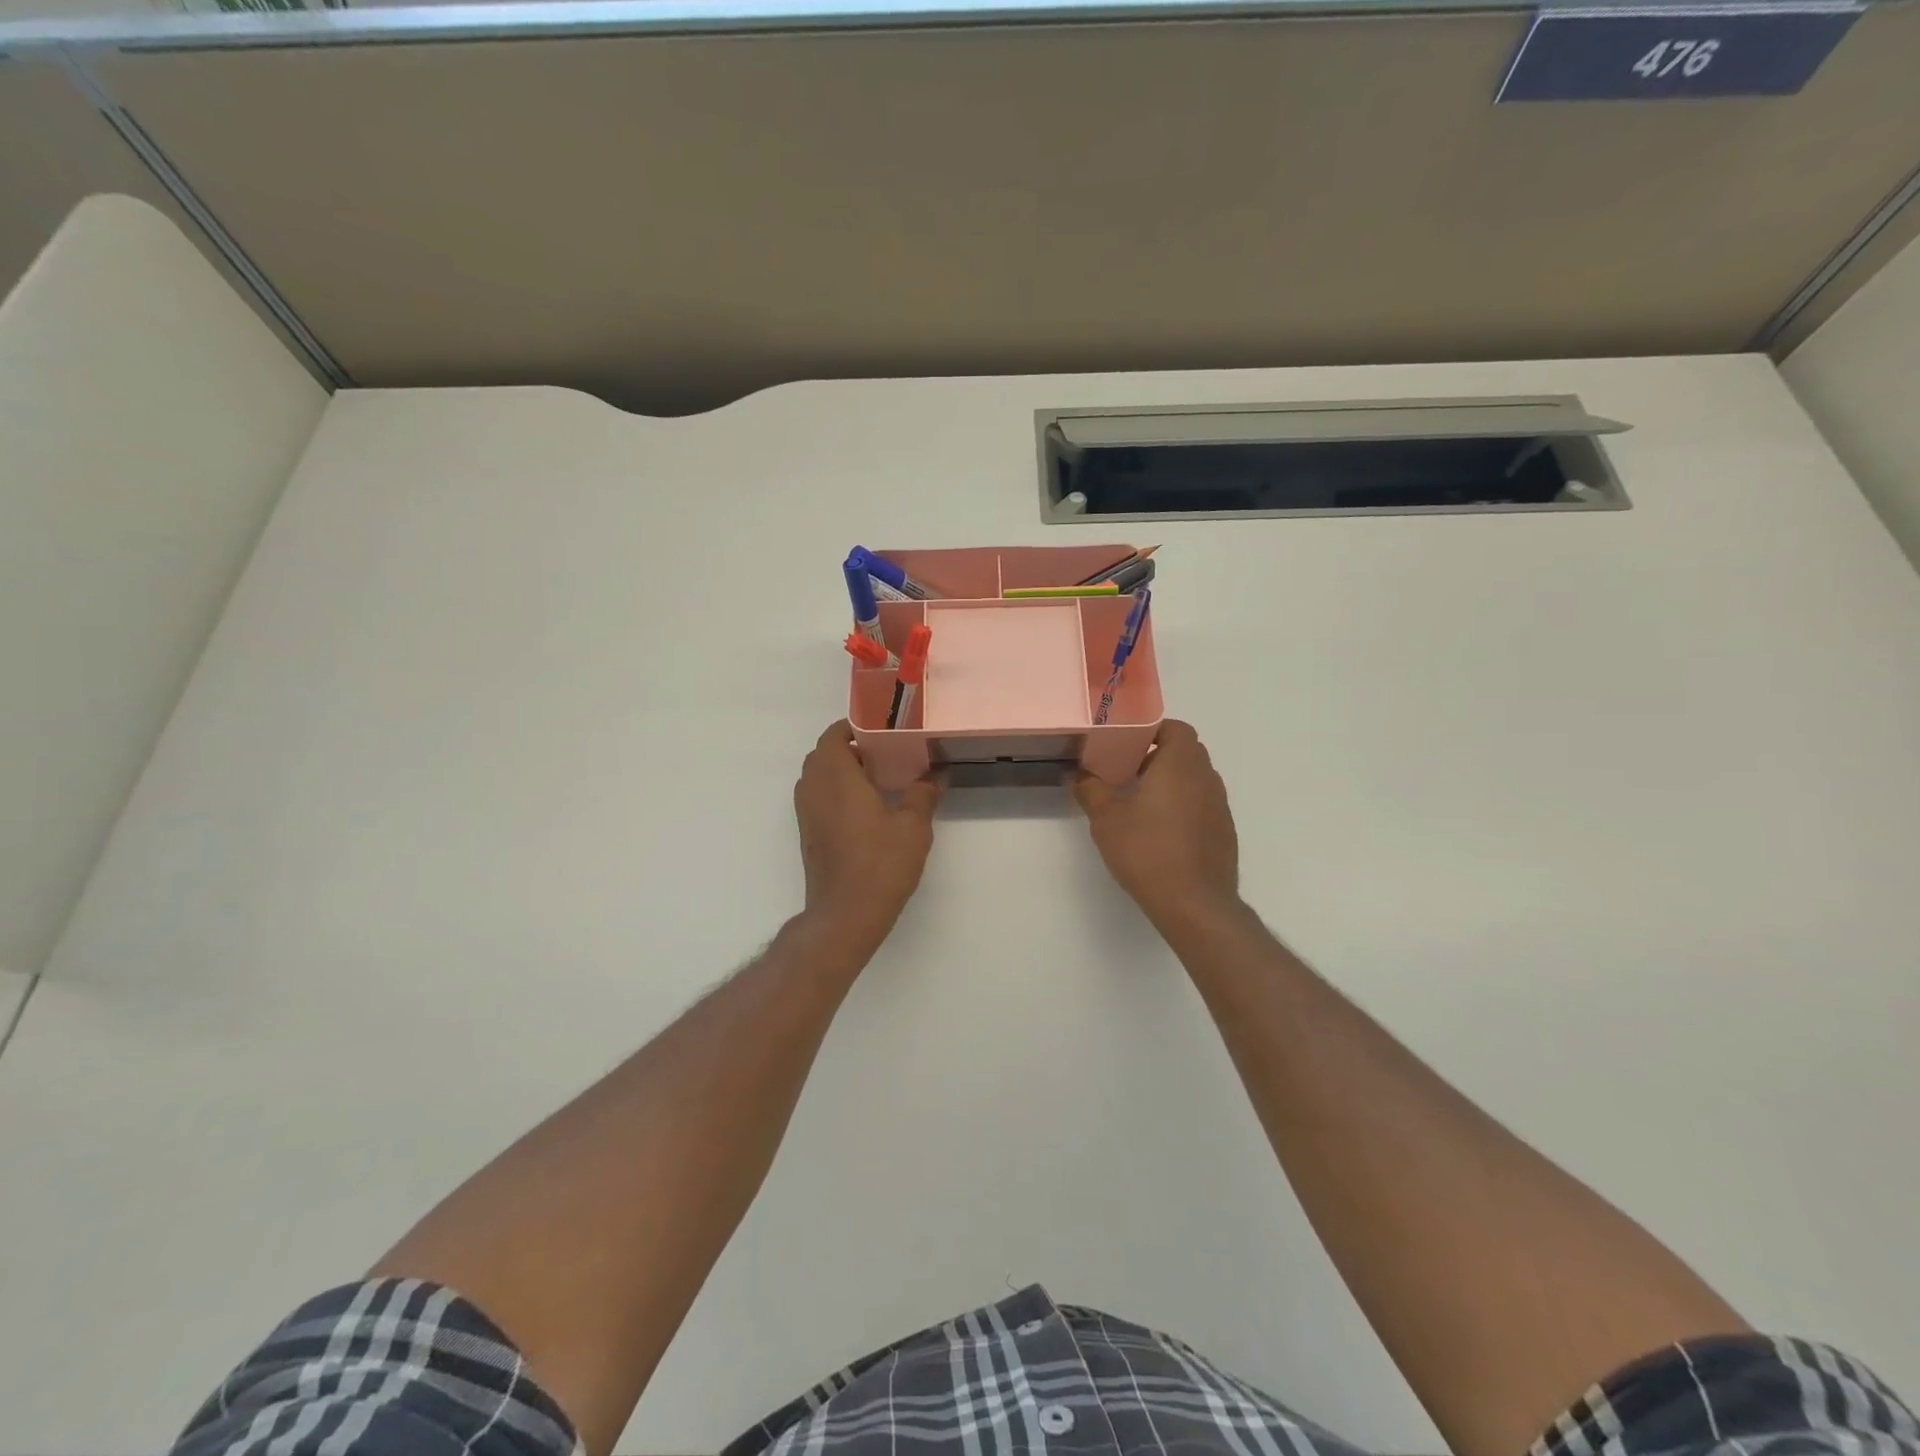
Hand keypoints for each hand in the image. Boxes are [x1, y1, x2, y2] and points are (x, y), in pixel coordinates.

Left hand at [793, 721, 940, 959]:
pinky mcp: (808, 834)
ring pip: (818, 776)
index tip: (883, 729)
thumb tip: (937, 774)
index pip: (834, 734)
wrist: (844, 914)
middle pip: (824, 753)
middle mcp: (814, 788)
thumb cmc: (880, 864)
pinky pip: (818, 797)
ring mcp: (806, 813)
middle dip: (850, 747)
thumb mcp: (913, 827)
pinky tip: (866, 807)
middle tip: (885, 752)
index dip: (855, 726)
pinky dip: (836, 791)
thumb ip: (924, 794)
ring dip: (841, 770)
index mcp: (836, 776)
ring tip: (878, 777)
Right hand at [1074, 720, 1239, 930]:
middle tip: (1127, 772)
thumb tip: (1078, 774)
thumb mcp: (1106, 819)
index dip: (1153, 730)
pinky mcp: (1224, 832)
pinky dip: (1184, 807)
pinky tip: (1161, 832)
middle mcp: (1207, 778)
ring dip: (1172, 782)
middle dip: (1158, 756)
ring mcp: (1220, 806)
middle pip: (1187, 752)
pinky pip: (1203, 805)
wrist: (1194, 903)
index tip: (1128, 744)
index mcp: (1181, 764)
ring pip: (1196, 779)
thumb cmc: (1147, 851)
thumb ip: (1091, 790)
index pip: (1176, 728)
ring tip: (1141, 803)